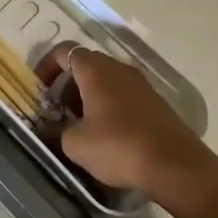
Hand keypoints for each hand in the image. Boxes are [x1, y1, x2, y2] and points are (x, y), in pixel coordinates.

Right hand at [36, 43, 214, 199]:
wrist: (176, 166)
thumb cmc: (119, 147)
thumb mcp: (76, 144)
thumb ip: (56, 132)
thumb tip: (46, 130)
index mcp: (95, 70)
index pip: (64, 51)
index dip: (47, 66)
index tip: (40, 89)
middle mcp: (118, 68)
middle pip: (86, 64)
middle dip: (68, 83)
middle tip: (59, 109)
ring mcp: (141, 83)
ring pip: (106, 79)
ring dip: (89, 95)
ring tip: (82, 124)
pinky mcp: (156, 102)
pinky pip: (124, 94)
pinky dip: (110, 105)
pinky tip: (109, 133)